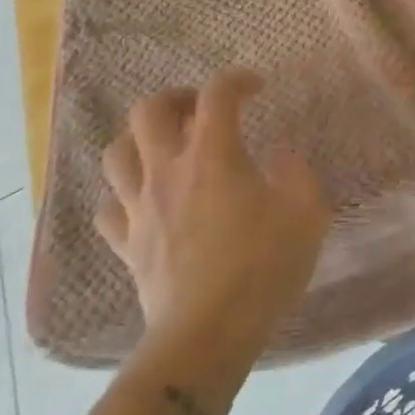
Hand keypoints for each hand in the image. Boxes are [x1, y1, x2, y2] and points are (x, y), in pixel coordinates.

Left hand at [96, 70, 329, 398]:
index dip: (237, 80)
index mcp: (214, 155)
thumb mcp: (306, 213)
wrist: (207, 335)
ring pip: (116, 154)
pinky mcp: (126, 245)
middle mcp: (168, 171)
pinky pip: (108, 209)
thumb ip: (297, 174)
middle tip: (200, 110)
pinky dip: (123, 195)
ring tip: (165, 148)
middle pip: (148, 111)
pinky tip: (144, 201)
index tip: (257, 87)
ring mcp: (140, 208)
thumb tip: (279, 156)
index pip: (218, 94)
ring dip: (139, 140)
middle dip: (176, 99)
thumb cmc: (262, 267)